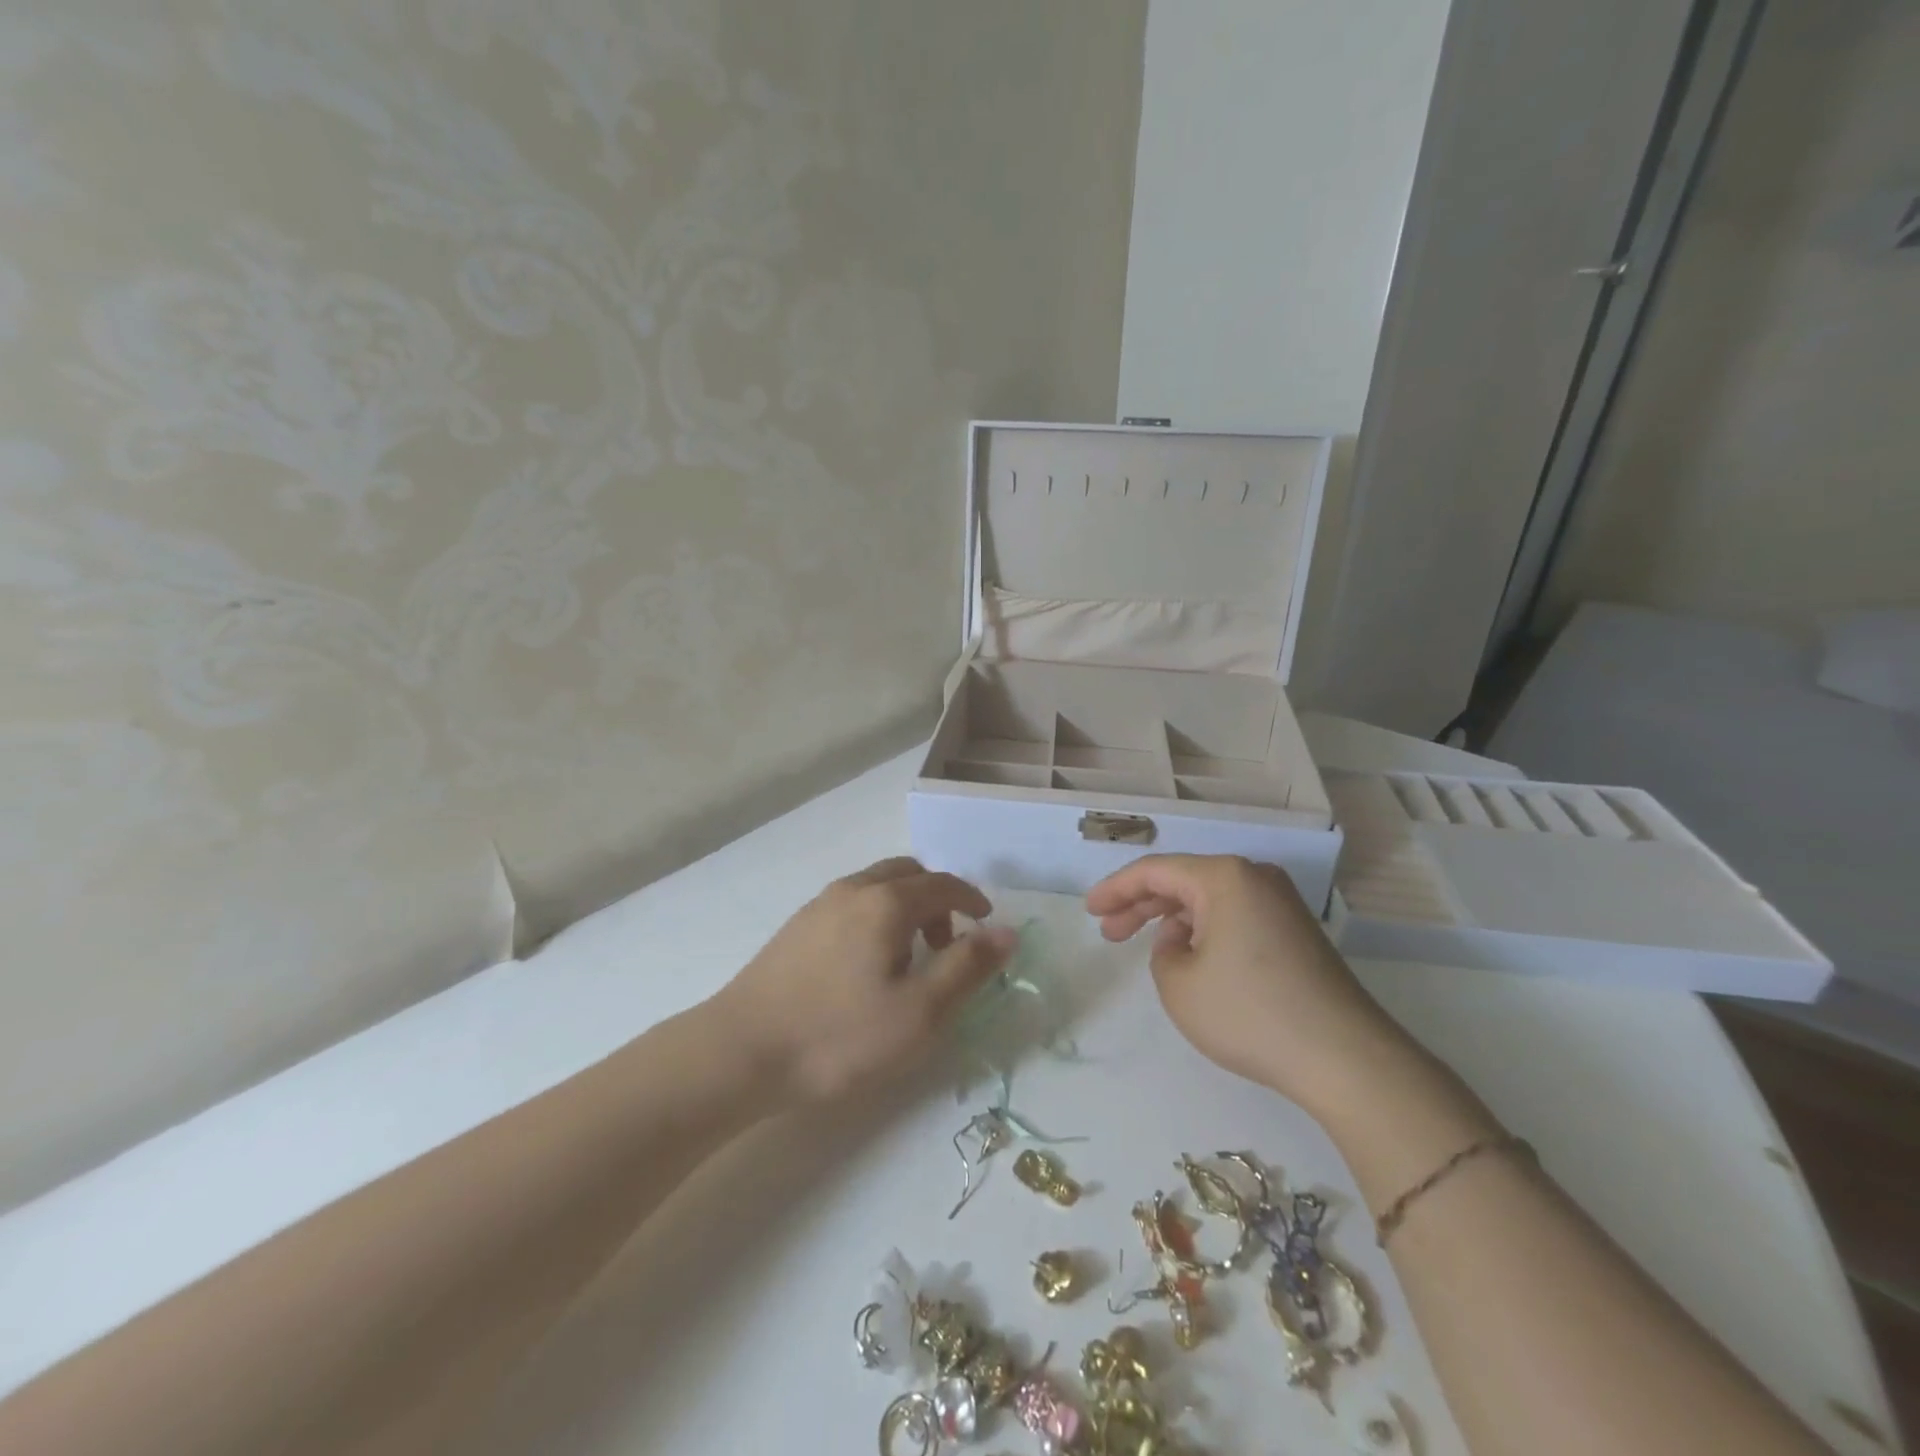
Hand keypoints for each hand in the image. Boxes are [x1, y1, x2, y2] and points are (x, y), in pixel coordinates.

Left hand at [714, 857, 1016, 1104]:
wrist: (740, 1051)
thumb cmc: (840, 1035)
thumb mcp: (920, 1012)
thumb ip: (967, 967)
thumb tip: (1006, 931)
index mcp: (887, 901)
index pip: (943, 884)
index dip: (971, 898)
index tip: (986, 923)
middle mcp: (853, 889)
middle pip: (907, 874)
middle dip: (937, 900)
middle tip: (947, 945)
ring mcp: (818, 905)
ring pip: (875, 887)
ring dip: (904, 908)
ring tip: (908, 960)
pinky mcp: (796, 927)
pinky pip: (851, 903)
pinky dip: (875, 917)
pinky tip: (866, 965)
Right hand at [1086, 854, 1413, 1114]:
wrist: (1345, 1058)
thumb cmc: (1250, 1013)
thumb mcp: (1178, 984)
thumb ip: (1162, 951)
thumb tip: (1183, 940)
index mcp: (1224, 876)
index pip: (1154, 871)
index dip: (1115, 889)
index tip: (1089, 911)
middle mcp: (1254, 877)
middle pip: (1182, 881)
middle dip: (1140, 904)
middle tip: (1108, 931)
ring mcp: (1280, 904)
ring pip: (1209, 900)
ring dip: (1172, 919)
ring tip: (1143, 946)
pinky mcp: (1295, 932)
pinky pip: (1234, 917)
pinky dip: (1203, 930)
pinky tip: (1189, 957)